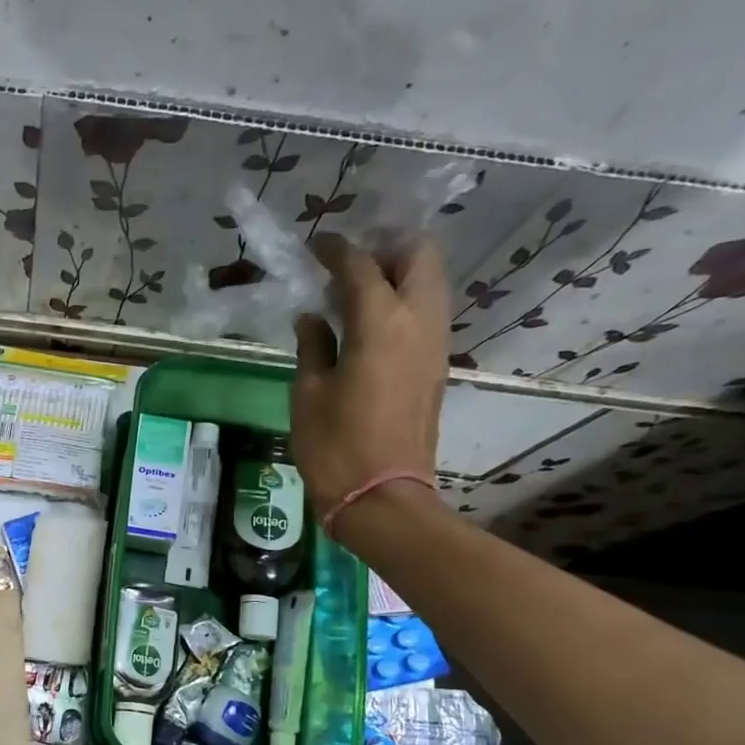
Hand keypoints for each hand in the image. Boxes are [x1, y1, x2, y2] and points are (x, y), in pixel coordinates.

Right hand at [290, 235, 449, 526]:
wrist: (382, 497)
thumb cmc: (335, 446)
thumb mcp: (308, 393)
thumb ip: (312, 345)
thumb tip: (312, 318)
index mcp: (381, 323)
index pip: (361, 265)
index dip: (337, 250)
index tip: (317, 246)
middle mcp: (419, 322)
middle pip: (419, 256)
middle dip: (386, 248)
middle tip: (348, 268)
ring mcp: (435, 345)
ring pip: (430, 283)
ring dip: (399, 274)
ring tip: (356, 294)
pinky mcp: (436, 367)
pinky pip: (428, 313)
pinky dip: (405, 303)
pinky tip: (369, 326)